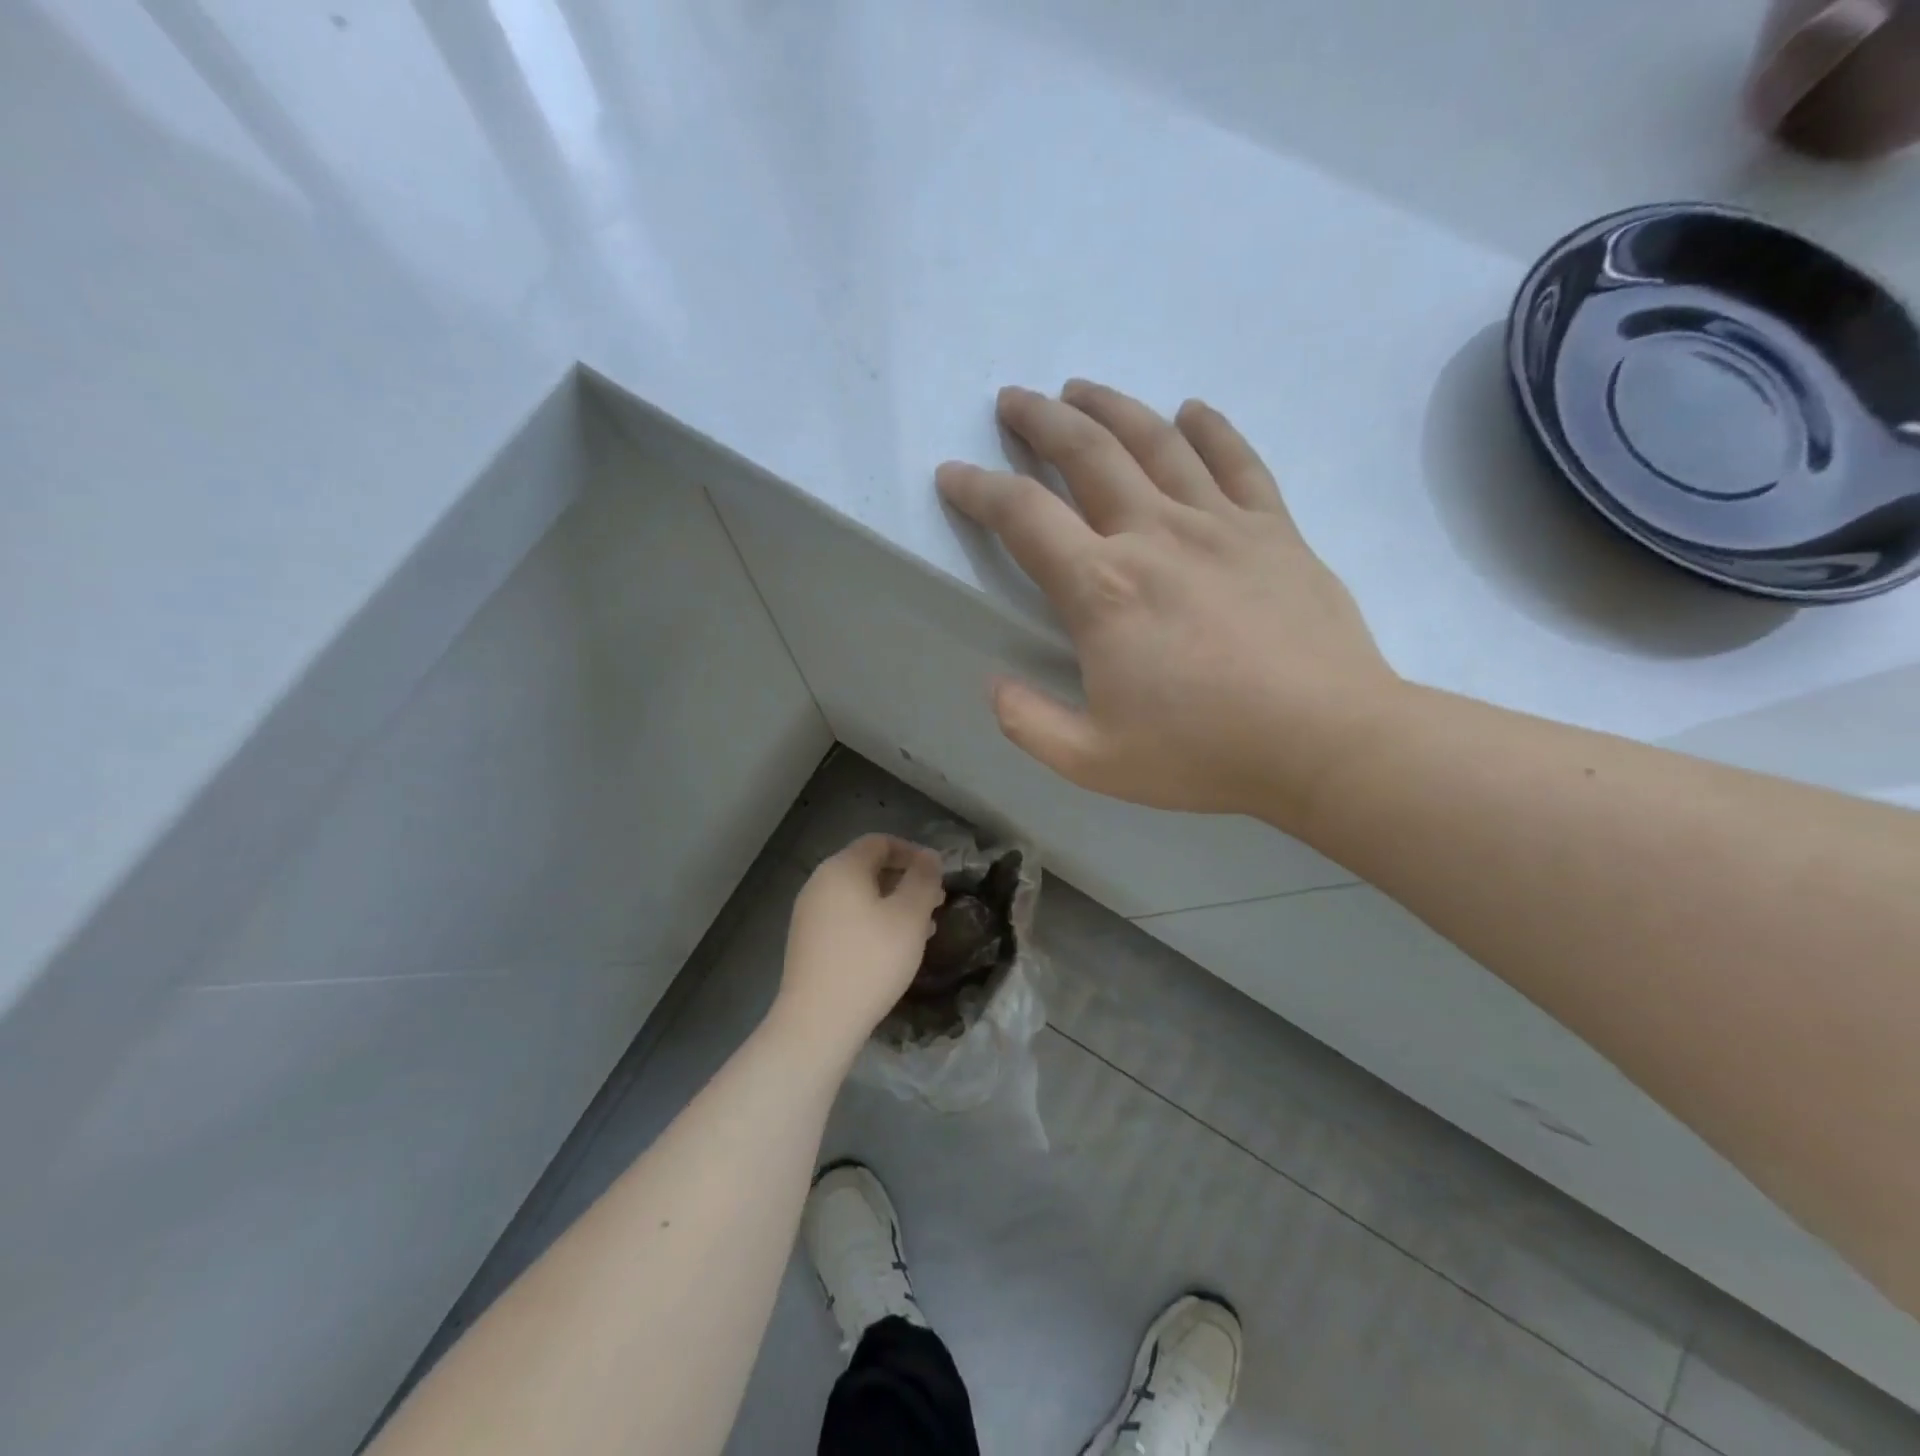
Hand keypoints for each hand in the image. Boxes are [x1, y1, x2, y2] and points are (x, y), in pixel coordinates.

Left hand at [775, 834, 944, 1057]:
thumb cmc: (870, 960)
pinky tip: (892, 949)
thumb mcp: (910, 916)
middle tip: (935, 902)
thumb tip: (929, 856)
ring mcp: (809, 913)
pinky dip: (872, 922)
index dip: (913, 852)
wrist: (818, 1021)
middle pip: (868, 868)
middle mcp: (819, 883)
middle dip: (905, 880)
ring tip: (922, 928)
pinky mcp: (808, 942)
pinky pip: (846, 918)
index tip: (938, 875)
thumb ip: (923, 879)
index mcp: (842, 868)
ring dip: (892, 904)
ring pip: (859, 896)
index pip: (880, 842)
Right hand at [936, 381, 1403, 826]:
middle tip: (1013, 399)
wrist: (1327, 741)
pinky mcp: (1274, 530)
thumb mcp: (1094, 761)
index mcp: (1103, 589)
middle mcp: (1154, 535)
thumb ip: (1030, 724)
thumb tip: (995, 686)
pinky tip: (1191, 411)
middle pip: (1087, 454)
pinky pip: (1238, 461)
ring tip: (1080, 389)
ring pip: (1156, 442)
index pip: (1023, 517)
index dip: (978, 490)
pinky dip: (1211, 429)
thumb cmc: (1205, 752)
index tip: (953, 474)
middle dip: (1040, 422)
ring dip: (1111, 407)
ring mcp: (1220, 524)